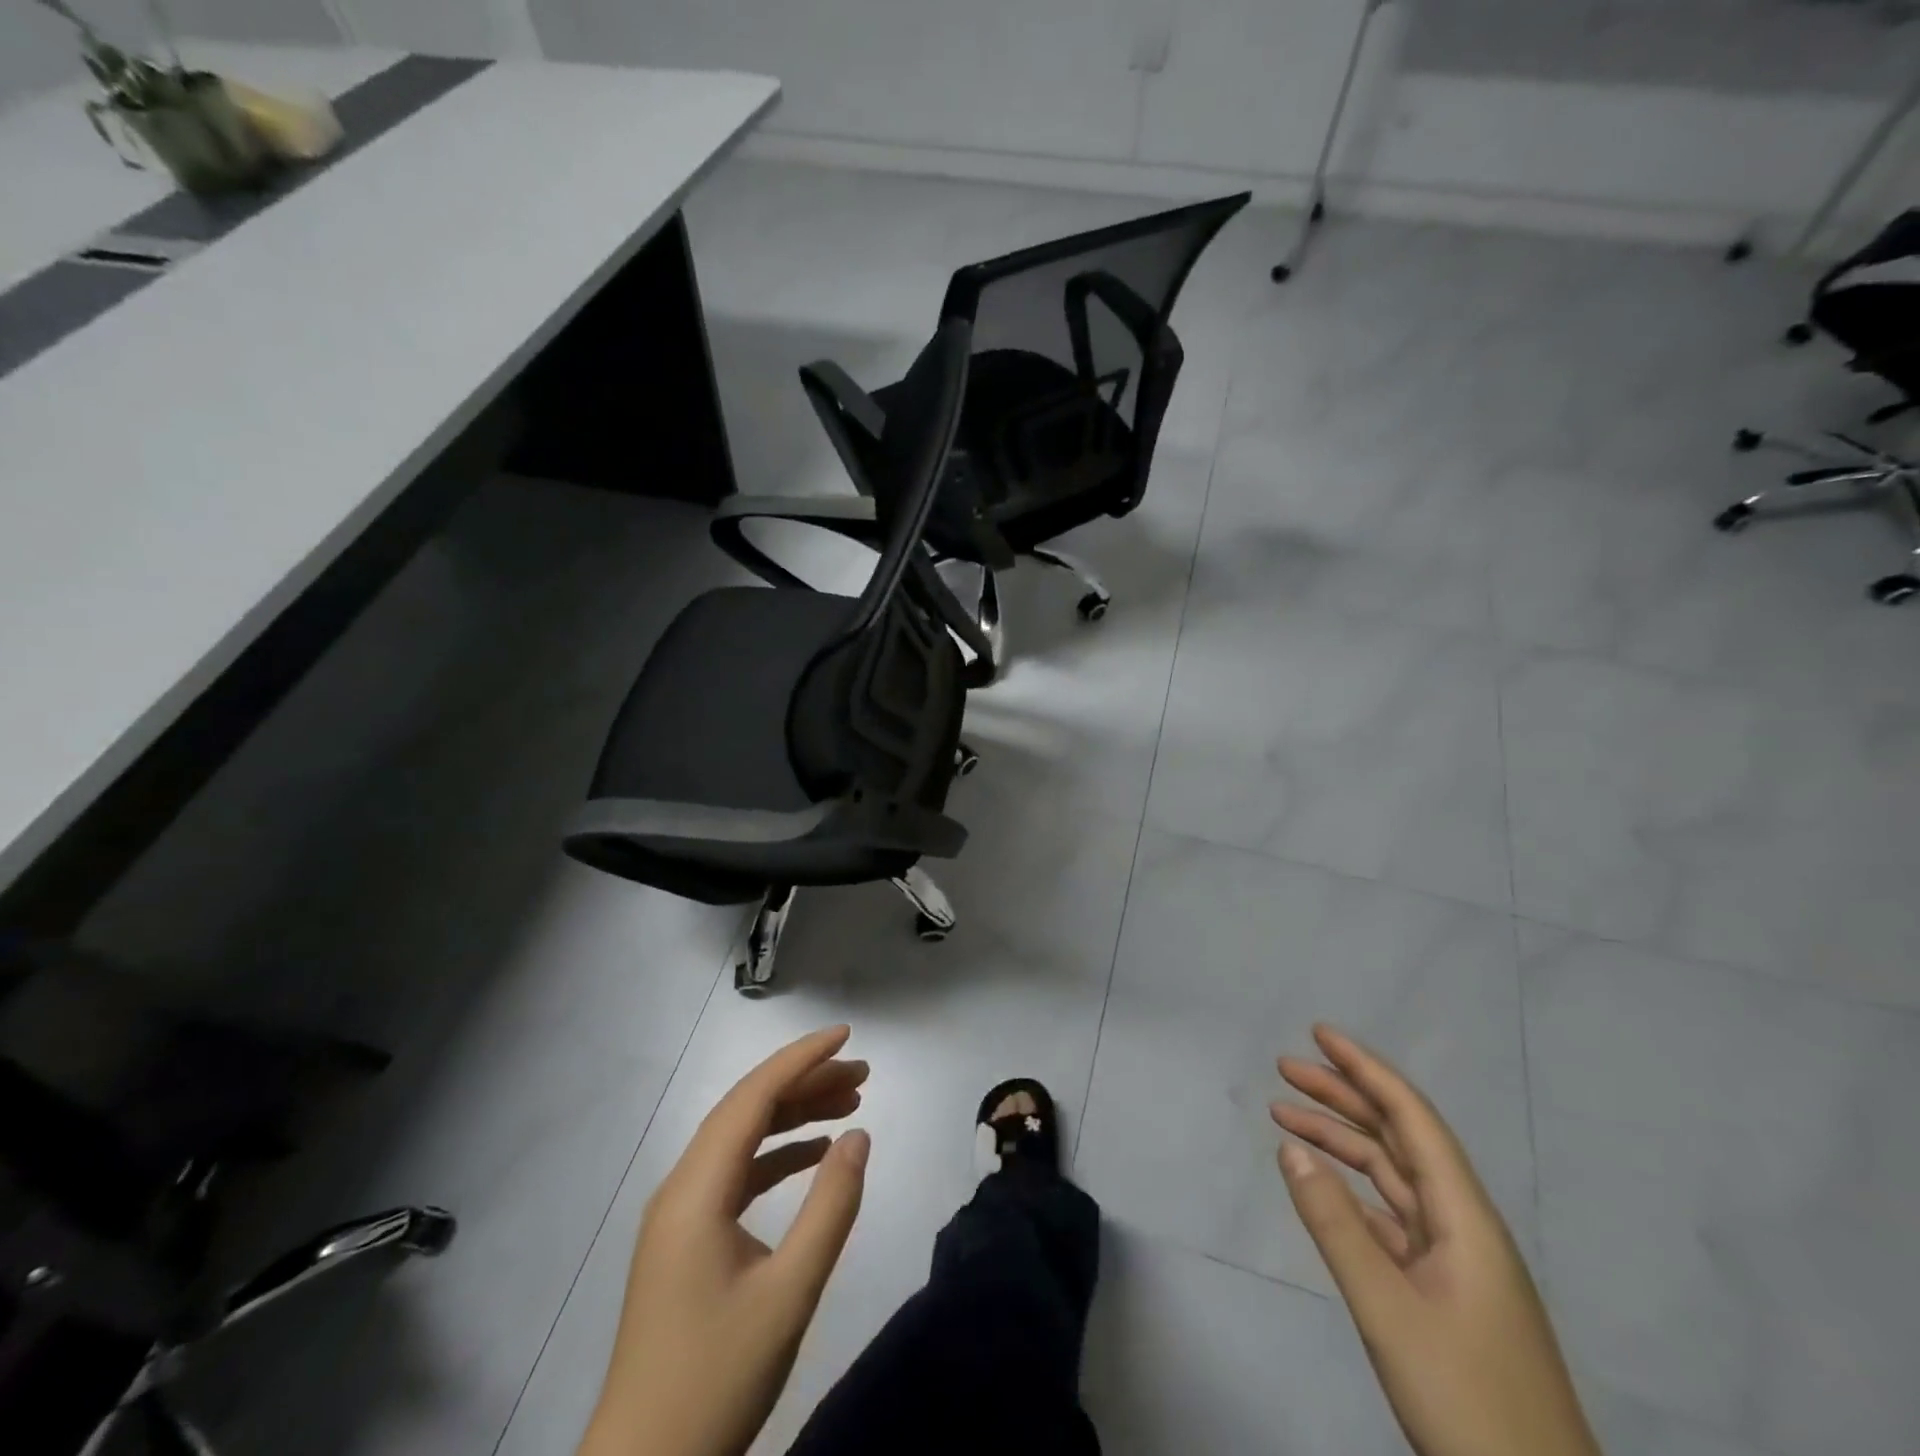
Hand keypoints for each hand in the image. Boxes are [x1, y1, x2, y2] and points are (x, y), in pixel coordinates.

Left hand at [579, 1026, 870, 1455]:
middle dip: (805, 1082)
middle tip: (863, 1074)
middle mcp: (682, 1187)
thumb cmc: (717, 1380)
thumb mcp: (789, 1294)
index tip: (847, 1035)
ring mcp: (680, 1214)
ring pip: (742, 1139)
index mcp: (696, 1190)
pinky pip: (736, 1174)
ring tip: (850, 1103)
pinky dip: (778, 1154)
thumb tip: (859, 1136)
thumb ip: (830, 1208)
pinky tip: (815, 1155)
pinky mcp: (687, 1239)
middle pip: (747, 1110)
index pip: (752, 1097)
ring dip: (794, 1116)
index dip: (801, 1059)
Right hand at [1272, 1025, 1599, 1455]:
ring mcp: (1455, 1261)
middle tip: (1285, 1067)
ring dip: (1341, 1141)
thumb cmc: (1468, 1400)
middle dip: (1343, 1096)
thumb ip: (1336, 1225)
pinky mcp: (1444, 1292)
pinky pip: (1390, 1216)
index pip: (1411, 1118)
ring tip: (1285, 1115)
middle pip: (1398, 1138)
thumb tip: (1290, 1147)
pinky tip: (1320, 1185)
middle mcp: (1463, 1225)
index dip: (1366, 1069)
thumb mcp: (1390, 1311)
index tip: (1319, 1034)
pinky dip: (1351, 1190)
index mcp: (1465, 1218)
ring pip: (1391, 1176)